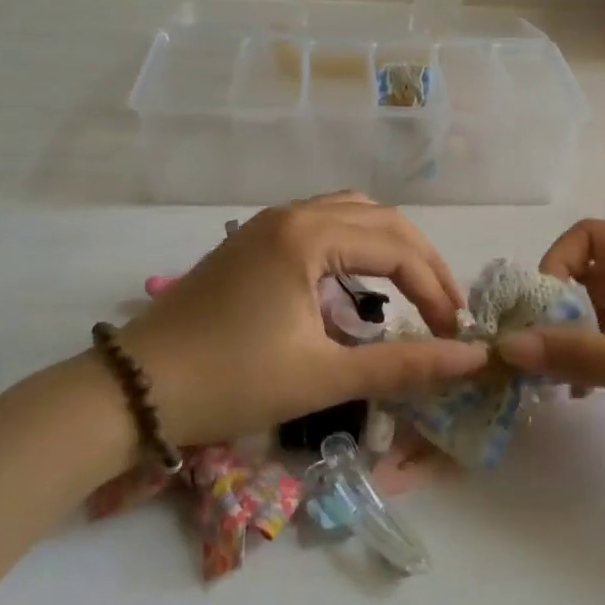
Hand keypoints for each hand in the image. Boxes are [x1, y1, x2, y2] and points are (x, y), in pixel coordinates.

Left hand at [115, 193, 486, 447]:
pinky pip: (323, 225)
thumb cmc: (229, 382)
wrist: (133, 391)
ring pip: (351, 214)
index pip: (397, 248)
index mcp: (308, 235)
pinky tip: (358, 285)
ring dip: (389, 248)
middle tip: (445, 310)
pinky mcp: (253, 241)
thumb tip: (472, 359)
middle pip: (381, 219)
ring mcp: (268, 223)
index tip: (455, 333)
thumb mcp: (322, 377)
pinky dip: (356, 248)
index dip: (436, 290)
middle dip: (421, 263)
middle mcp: (292, 214)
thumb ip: (403, 365)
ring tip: (412, 291)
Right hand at [497, 219, 604, 494]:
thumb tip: (507, 347)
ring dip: (576, 340)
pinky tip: (588, 395)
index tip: (536, 318)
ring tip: (552, 384)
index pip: (587, 238)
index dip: (553, 268)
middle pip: (592, 276)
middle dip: (556, 311)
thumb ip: (581, 357)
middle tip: (529, 359)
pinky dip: (601, 360)